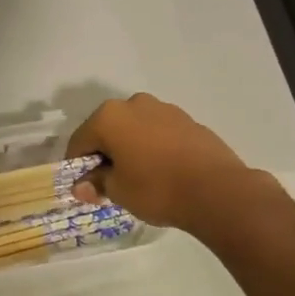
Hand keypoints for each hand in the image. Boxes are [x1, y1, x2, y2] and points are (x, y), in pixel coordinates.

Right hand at [65, 93, 256, 230]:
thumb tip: (81, 186)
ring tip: (139, 177)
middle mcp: (134, 104)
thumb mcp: (118, 191)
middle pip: (108, 129)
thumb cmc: (157, 189)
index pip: (80, 141)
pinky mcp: (188, 120)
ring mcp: (164, 109)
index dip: (76, 165)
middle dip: (104, 153)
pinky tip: (163, 171)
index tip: (83, 187)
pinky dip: (153, 147)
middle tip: (109, 182)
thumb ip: (96, 183)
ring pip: (135, 128)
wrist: (218, 190)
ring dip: (130, 147)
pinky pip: (159, 133)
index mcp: (109, 117)